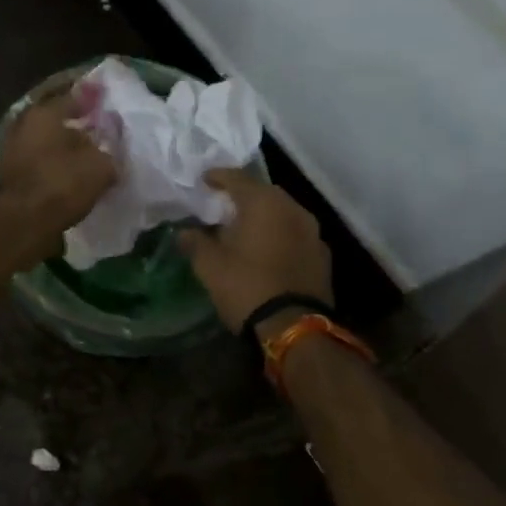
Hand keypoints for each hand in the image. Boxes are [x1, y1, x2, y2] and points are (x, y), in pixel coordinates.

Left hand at [0, 92, 117, 261]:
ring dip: (66, 153)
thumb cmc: (62, 183)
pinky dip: (55, 171)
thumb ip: (109, 154)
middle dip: (78, 130)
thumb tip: (110, 155)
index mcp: (43, 113)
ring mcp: (13, 153)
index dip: (93, 102)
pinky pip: (41, 167)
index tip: (108, 105)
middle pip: (57, 123)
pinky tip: (73, 181)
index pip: (73, 98)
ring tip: (90, 163)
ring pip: (48, 146)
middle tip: (102, 137)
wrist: (22, 223)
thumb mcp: (100, 166)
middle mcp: (24, 126)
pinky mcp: (11, 178)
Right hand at [178, 169, 332, 333]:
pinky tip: (266, 249)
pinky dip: (279, 235)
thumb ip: (195, 242)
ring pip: (283, 213)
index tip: (204, 180)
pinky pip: (295, 234)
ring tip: (244, 227)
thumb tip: (184, 232)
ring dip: (264, 216)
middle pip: (264, 192)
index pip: (238, 178)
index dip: (218, 177)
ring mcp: (312, 232)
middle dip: (243, 196)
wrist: (294, 328)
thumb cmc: (246, 287)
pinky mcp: (322, 256)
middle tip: (223, 204)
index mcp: (264, 203)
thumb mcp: (209, 265)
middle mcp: (293, 209)